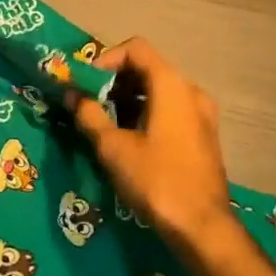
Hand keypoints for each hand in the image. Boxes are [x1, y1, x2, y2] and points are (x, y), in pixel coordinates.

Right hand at [69, 37, 241, 259]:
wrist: (202, 226)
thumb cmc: (156, 180)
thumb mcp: (113, 147)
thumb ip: (89, 115)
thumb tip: (72, 95)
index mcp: (171, 85)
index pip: (136, 49)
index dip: (105, 60)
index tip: (84, 83)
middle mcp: (190, 90)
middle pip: (147, 68)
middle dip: (113, 81)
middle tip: (87, 102)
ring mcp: (201, 113)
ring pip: (158, 91)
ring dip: (128, 99)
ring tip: (102, 122)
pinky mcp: (203, 135)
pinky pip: (170, 110)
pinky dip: (146, 113)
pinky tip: (127, 139)